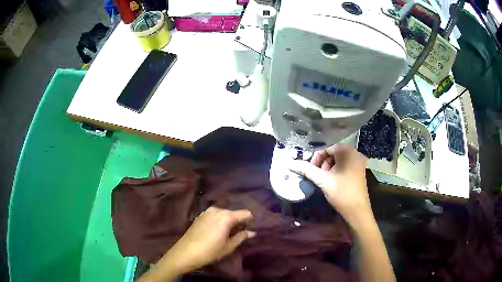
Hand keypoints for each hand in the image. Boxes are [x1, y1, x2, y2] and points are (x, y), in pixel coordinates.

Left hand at [163, 207, 254, 273]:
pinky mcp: (200, 215)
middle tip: (242, 232)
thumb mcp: (228, 247)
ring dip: (229, 220)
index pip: (245, 213)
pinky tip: (218, 230)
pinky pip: (215, 215)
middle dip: (239, 220)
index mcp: (226, 217)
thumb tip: (252, 232)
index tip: (254, 226)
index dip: (251, 219)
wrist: (185, 252)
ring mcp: (207, 212)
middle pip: (234, 212)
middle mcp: (217, 210)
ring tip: (230, 232)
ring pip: (224, 213)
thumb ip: (241, 237)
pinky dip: (220, 220)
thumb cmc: (209, 251)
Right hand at [290, 144, 370, 225]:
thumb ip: (306, 170)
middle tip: (318, 175)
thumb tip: (290, 164)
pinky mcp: (359, 170)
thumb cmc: (341, 193)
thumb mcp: (322, 180)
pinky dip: (336, 170)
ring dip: (328, 167)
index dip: (316, 157)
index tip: (311, 169)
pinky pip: (344, 165)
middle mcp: (355, 153)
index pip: (327, 147)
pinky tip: (332, 181)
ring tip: (325, 179)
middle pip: (333, 152)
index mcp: (348, 152)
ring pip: (338, 159)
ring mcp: (358, 162)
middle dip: (322, 162)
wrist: (357, 211)